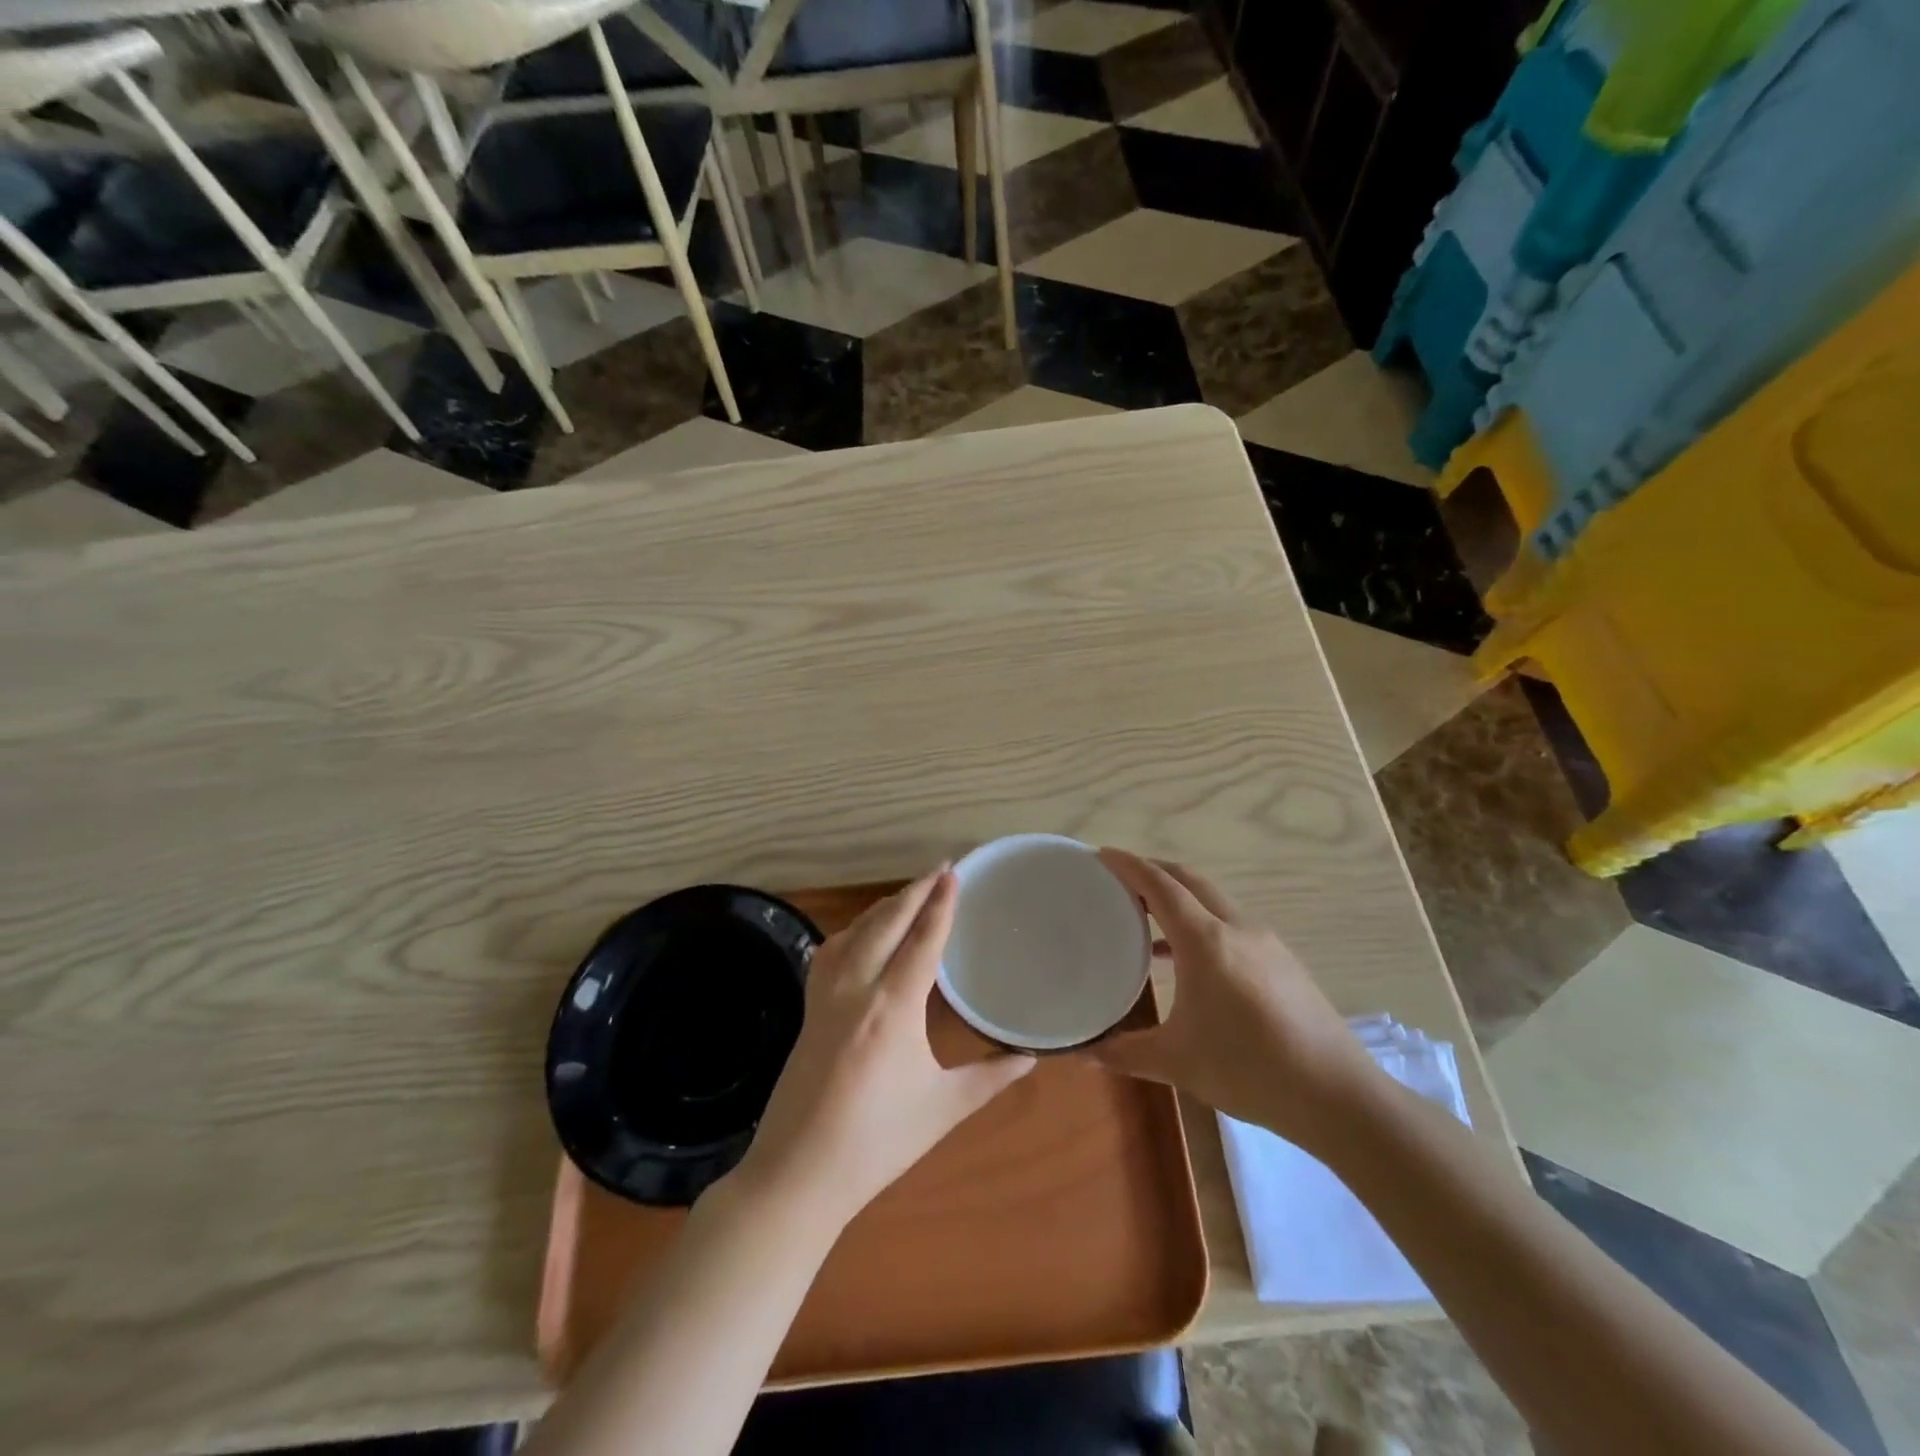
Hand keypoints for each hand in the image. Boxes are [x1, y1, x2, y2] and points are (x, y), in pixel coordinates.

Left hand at [729, 868, 1034, 1230]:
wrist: (798, 1174)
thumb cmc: (877, 1143)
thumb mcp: (943, 1109)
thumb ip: (989, 1078)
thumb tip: (1030, 1057)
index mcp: (893, 1008)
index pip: (922, 941)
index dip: (940, 905)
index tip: (954, 874)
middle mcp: (856, 989)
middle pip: (886, 923)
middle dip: (914, 892)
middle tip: (939, 869)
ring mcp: (825, 997)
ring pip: (855, 933)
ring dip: (883, 908)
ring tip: (908, 896)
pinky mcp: (808, 1010)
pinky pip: (830, 954)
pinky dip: (851, 932)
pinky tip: (859, 936)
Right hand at [1090, 849, 1383, 1152]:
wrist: (1337, 1096)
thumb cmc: (1249, 1069)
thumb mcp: (1177, 1062)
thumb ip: (1125, 1052)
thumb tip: (1084, 1052)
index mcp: (1206, 941)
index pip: (1160, 885)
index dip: (1129, 866)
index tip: (1102, 854)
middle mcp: (1236, 927)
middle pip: (1189, 880)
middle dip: (1153, 871)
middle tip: (1119, 879)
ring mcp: (1265, 941)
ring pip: (1213, 899)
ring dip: (1179, 896)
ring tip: (1147, 914)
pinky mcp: (1282, 960)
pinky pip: (1231, 922)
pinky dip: (1201, 921)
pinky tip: (1188, 958)